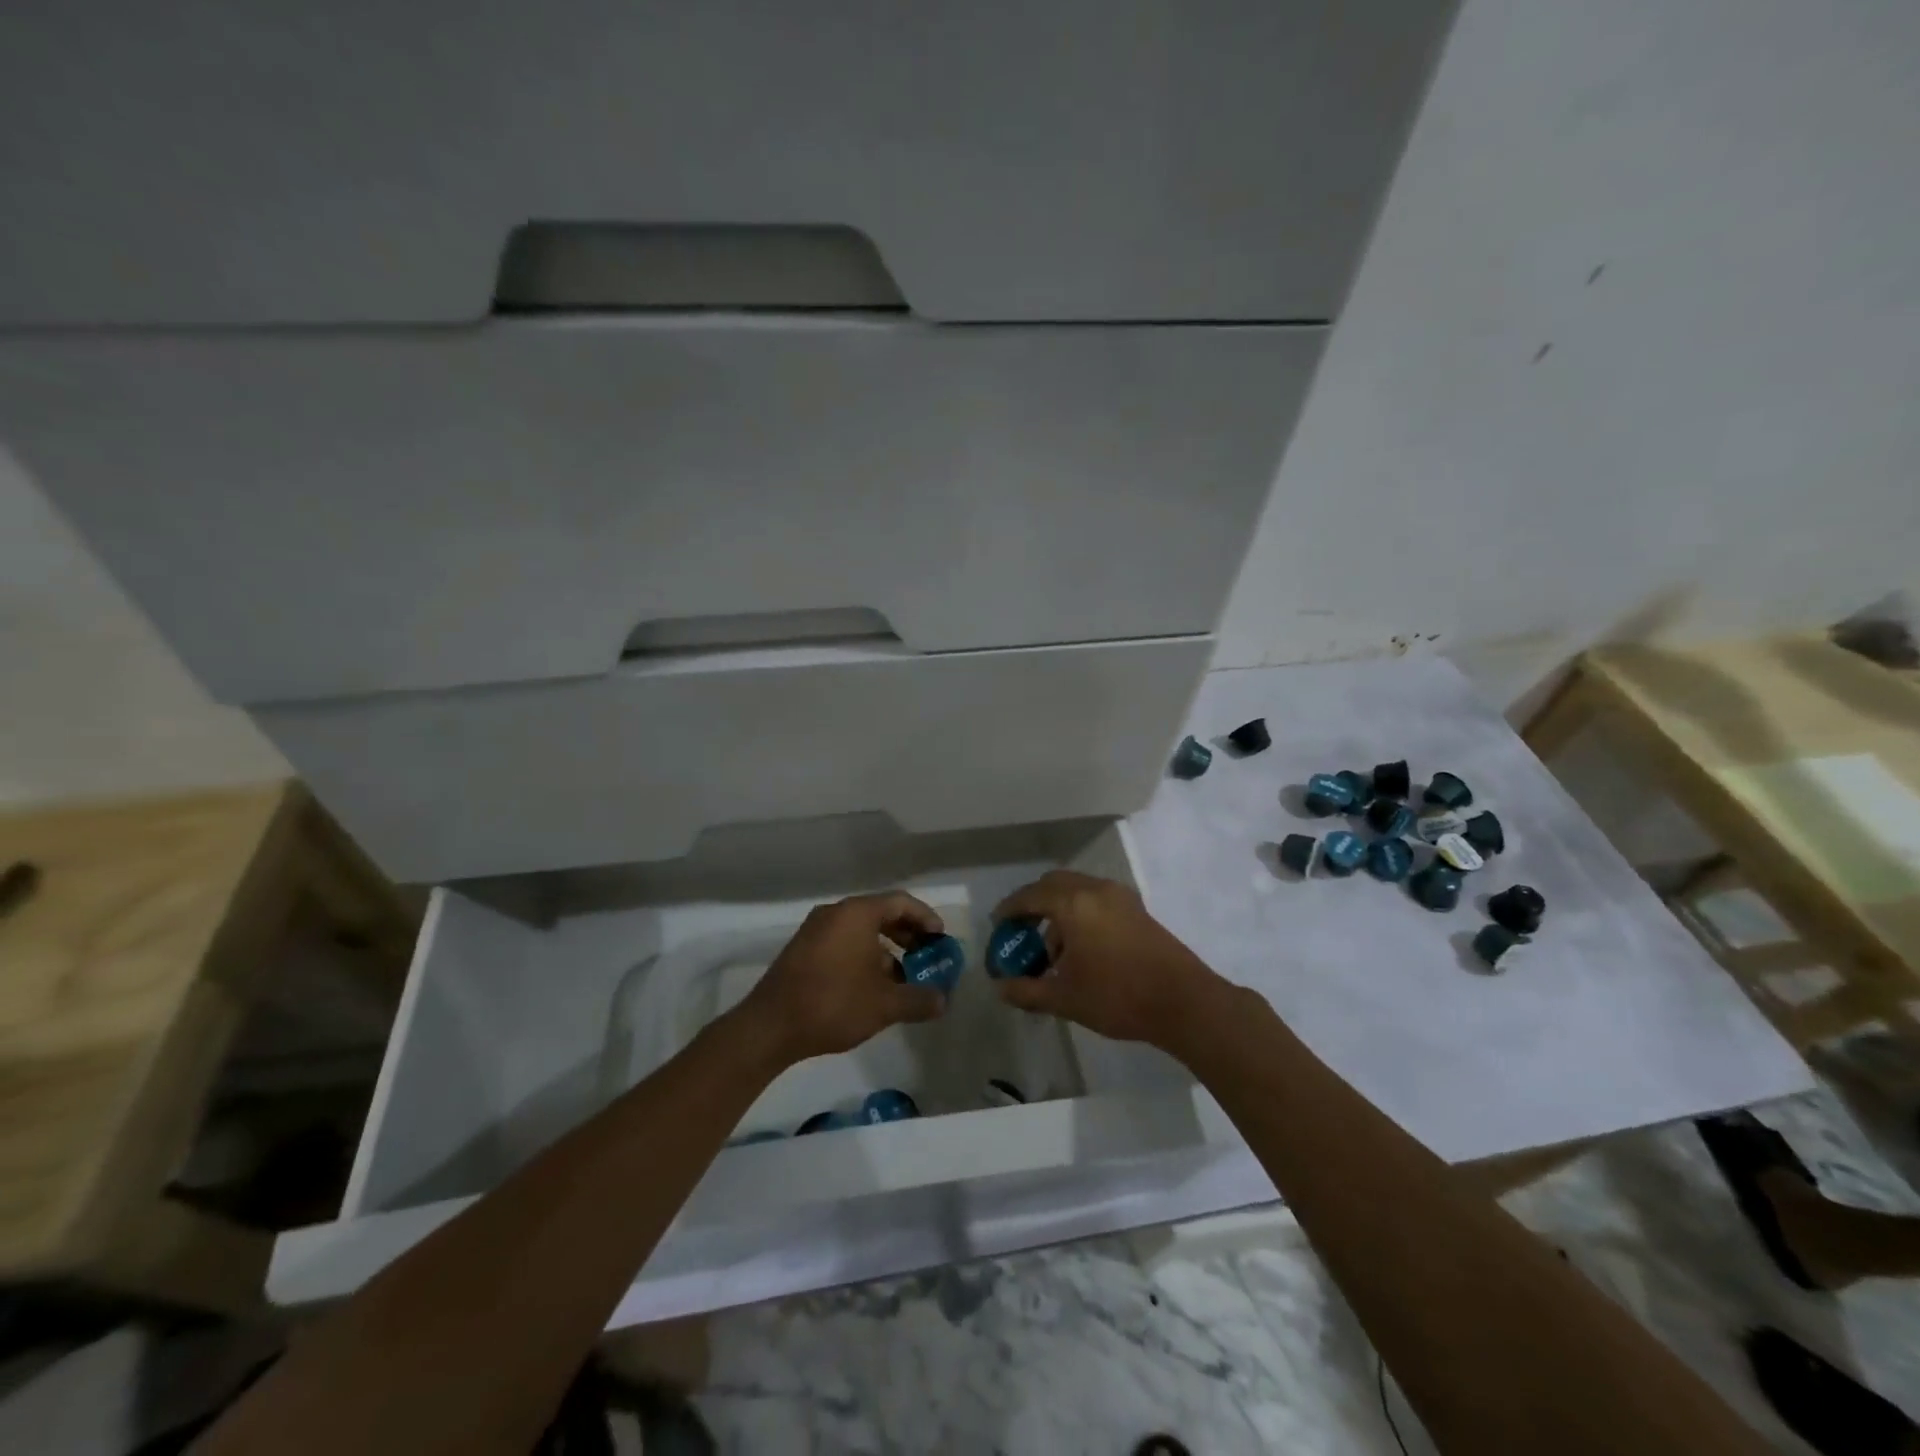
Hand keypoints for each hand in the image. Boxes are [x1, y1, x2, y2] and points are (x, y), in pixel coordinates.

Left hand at [732, 891, 947, 1064]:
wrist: (769, 1027)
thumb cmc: (833, 1004)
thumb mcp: (885, 1005)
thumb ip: (919, 999)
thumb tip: (943, 1000)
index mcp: (857, 913)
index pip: (901, 902)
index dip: (926, 918)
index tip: (940, 940)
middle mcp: (835, 913)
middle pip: (881, 913)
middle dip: (907, 935)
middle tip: (926, 957)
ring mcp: (815, 930)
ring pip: (861, 931)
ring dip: (886, 950)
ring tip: (902, 979)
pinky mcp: (802, 950)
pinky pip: (843, 942)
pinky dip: (863, 956)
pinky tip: (871, 988)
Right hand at [991, 870, 1229, 1047]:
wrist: (1183, 1002)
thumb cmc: (1118, 996)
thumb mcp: (1065, 998)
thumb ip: (1027, 991)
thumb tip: (999, 989)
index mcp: (1073, 904)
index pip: (1030, 896)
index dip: (1009, 909)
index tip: (998, 924)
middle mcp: (1095, 889)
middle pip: (1054, 883)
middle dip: (1033, 903)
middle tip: (1021, 930)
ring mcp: (1120, 897)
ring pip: (1078, 890)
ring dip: (1058, 910)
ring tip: (1053, 951)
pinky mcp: (1137, 909)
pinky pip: (1097, 899)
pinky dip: (1080, 913)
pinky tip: (1082, 949)